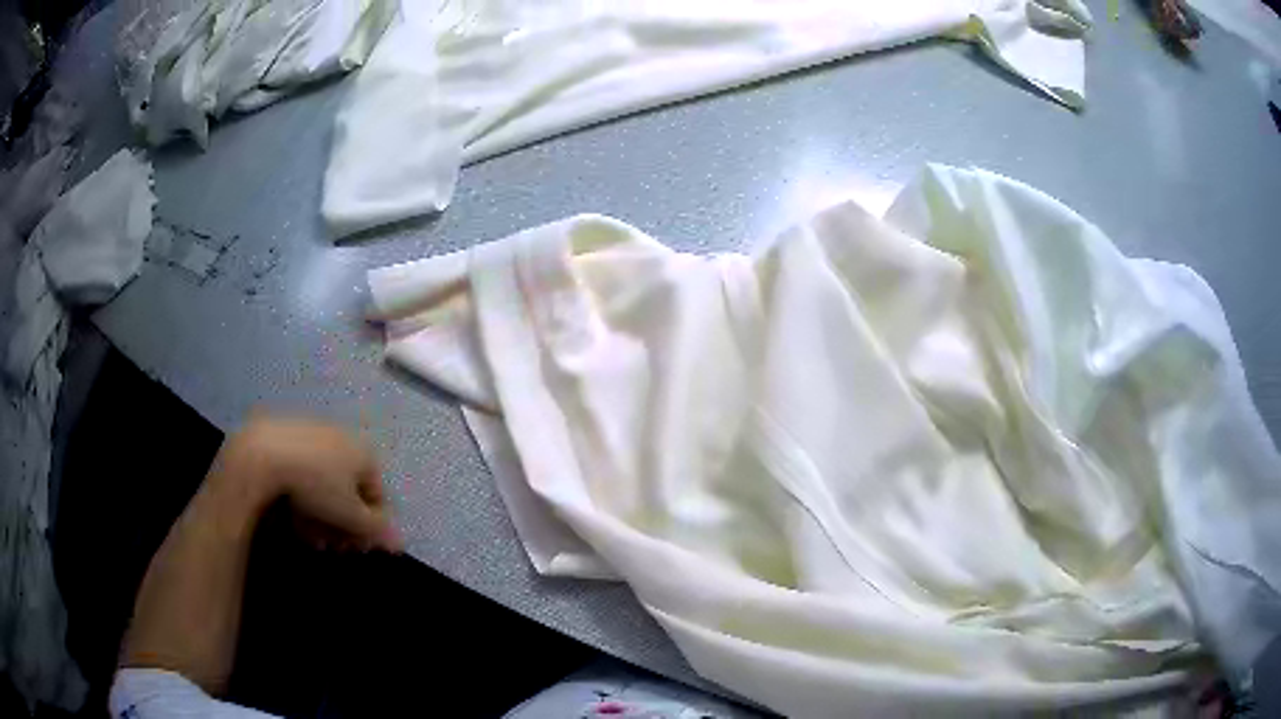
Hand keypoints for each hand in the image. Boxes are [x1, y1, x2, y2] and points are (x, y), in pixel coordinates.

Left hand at [208, 416, 402, 552]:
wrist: (263, 453)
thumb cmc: (316, 485)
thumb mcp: (350, 516)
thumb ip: (377, 531)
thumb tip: (400, 544)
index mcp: (364, 454)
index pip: (377, 499)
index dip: (369, 529)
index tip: (353, 550)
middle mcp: (345, 439)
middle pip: (350, 492)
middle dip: (342, 525)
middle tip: (329, 546)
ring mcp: (315, 435)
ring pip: (325, 484)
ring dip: (322, 516)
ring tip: (308, 536)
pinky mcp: (288, 435)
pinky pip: (304, 471)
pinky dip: (302, 495)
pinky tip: (291, 514)